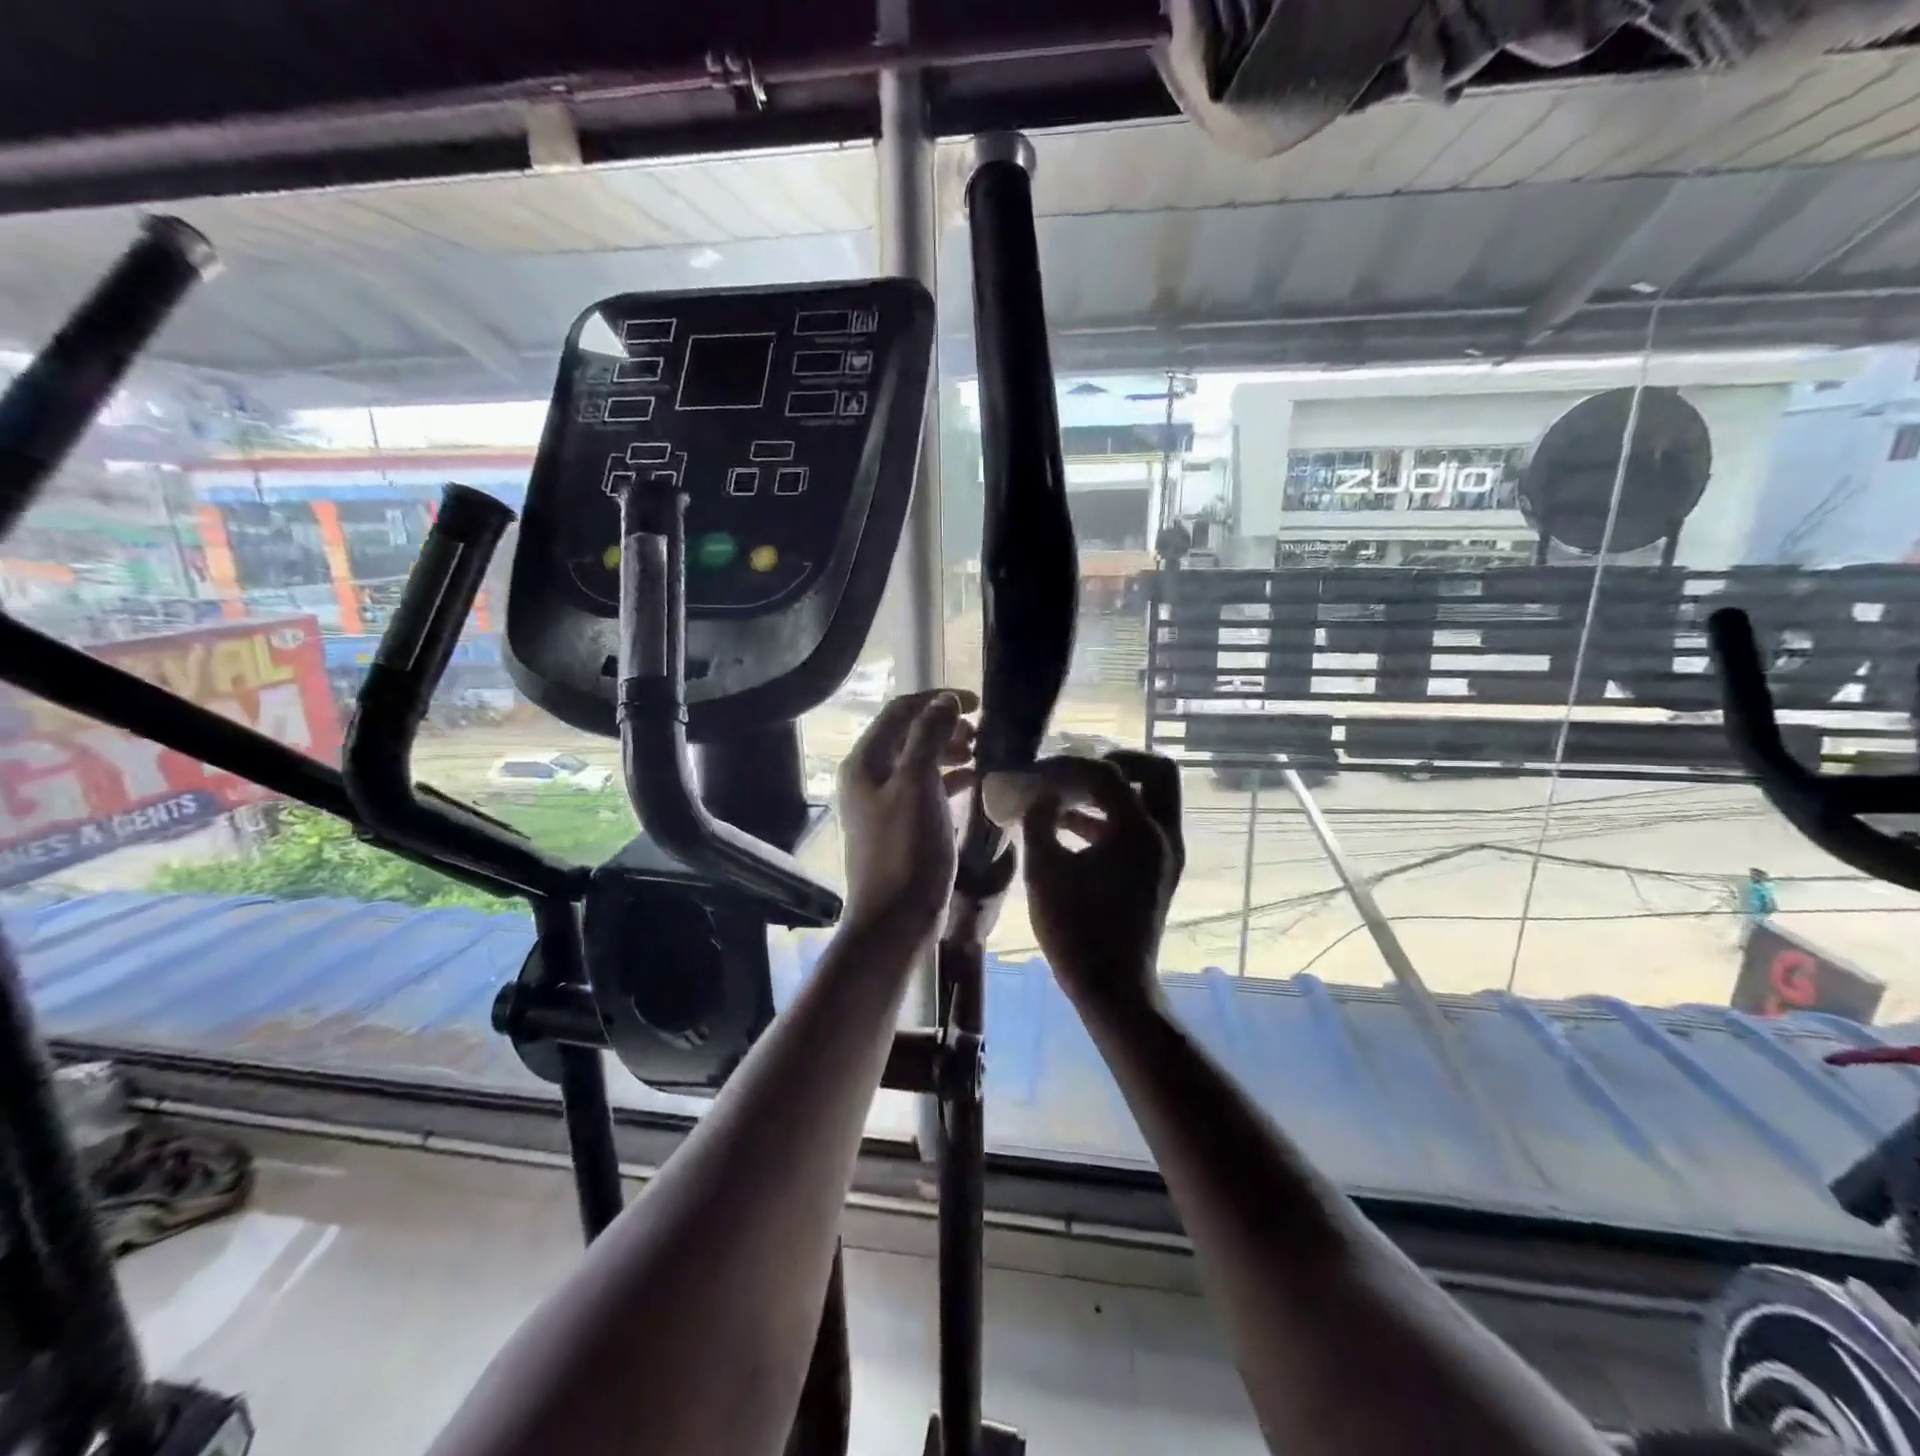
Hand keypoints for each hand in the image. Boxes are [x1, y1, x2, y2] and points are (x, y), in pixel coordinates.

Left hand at [837, 689, 977, 939]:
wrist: (894, 922)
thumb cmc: (906, 851)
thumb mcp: (918, 787)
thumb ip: (929, 738)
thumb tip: (944, 700)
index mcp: (864, 762)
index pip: (900, 712)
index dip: (937, 700)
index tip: (978, 704)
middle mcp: (867, 778)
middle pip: (907, 735)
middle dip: (944, 726)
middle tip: (981, 734)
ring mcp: (881, 805)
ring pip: (917, 763)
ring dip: (947, 752)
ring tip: (980, 754)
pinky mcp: (898, 827)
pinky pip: (923, 790)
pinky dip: (946, 780)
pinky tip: (972, 782)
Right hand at [1016, 751, 1183, 1014]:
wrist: (1112, 987)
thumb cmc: (1075, 929)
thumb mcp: (1044, 871)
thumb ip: (1038, 822)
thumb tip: (1039, 796)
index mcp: (1138, 830)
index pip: (1107, 773)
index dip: (1068, 766)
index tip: (1038, 772)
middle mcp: (1163, 834)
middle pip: (1155, 771)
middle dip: (1117, 762)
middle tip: (1079, 771)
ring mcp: (1166, 854)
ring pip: (1151, 798)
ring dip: (1113, 791)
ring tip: (1065, 797)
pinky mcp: (1159, 871)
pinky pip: (1143, 825)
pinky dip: (1113, 817)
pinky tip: (1069, 828)